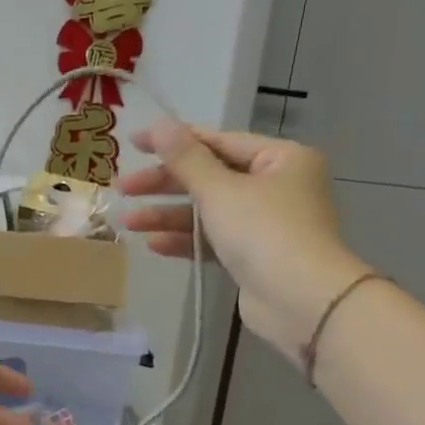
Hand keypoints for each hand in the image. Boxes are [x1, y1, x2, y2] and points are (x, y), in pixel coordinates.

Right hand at [117, 122, 371, 358]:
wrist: (302, 301)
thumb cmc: (264, 232)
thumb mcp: (219, 190)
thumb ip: (185, 159)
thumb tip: (159, 124)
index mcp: (281, 158)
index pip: (218, 141)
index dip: (173, 141)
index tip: (133, 144)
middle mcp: (278, 186)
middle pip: (210, 177)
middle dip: (164, 185)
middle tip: (123, 189)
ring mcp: (267, 224)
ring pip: (209, 211)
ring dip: (168, 216)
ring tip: (128, 223)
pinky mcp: (256, 257)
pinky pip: (215, 240)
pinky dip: (187, 241)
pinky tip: (154, 245)